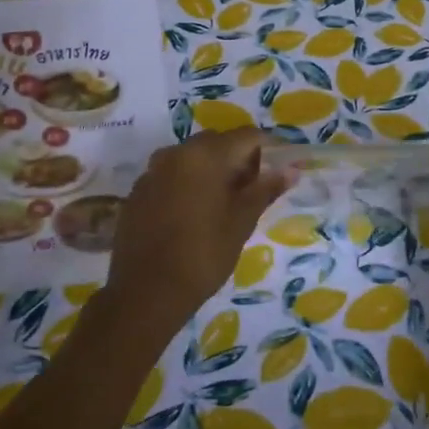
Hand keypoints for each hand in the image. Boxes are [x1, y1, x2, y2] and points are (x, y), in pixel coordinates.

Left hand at [101, 129, 288, 333]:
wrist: (146, 293)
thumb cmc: (203, 255)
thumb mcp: (241, 222)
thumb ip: (265, 189)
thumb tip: (291, 169)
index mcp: (204, 155)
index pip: (246, 136)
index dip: (267, 148)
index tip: (279, 170)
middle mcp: (175, 153)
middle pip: (216, 143)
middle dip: (238, 159)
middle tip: (253, 190)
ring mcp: (151, 172)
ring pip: (191, 158)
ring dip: (211, 171)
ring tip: (224, 204)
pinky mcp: (137, 193)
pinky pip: (169, 176)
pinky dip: (187, 185)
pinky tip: (193, 215)